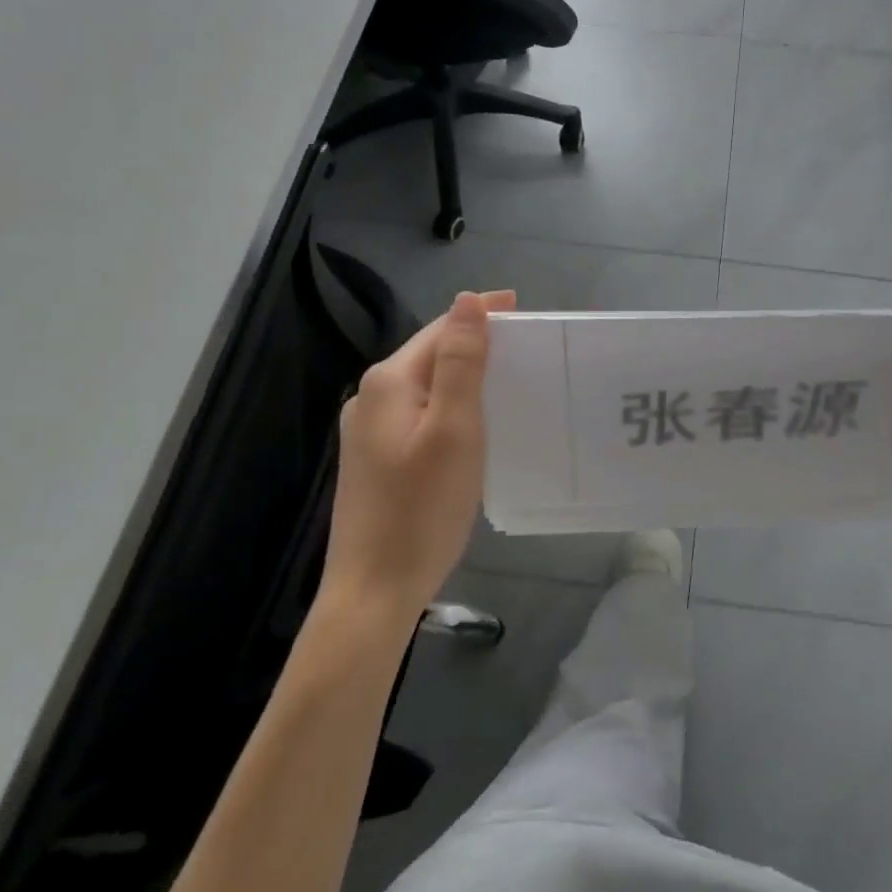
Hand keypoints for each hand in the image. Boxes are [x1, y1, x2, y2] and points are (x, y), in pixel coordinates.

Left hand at [321, 289, 514, 624]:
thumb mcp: (454, 429)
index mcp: (389, 383)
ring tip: (507, 379)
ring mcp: (368, 431)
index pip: (441, 330)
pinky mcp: (374, 459)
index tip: (521, 308)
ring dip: (464, 375)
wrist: (373, 591)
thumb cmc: (421, 509)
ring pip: (426, 386)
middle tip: (524, 346)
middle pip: (430, 355)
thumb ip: (461, 362)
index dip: (481, 314)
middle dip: (474, 343)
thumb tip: (467, 300)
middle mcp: (371, 397)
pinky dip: (450, 405)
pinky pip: (420, 414)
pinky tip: (473, 422)